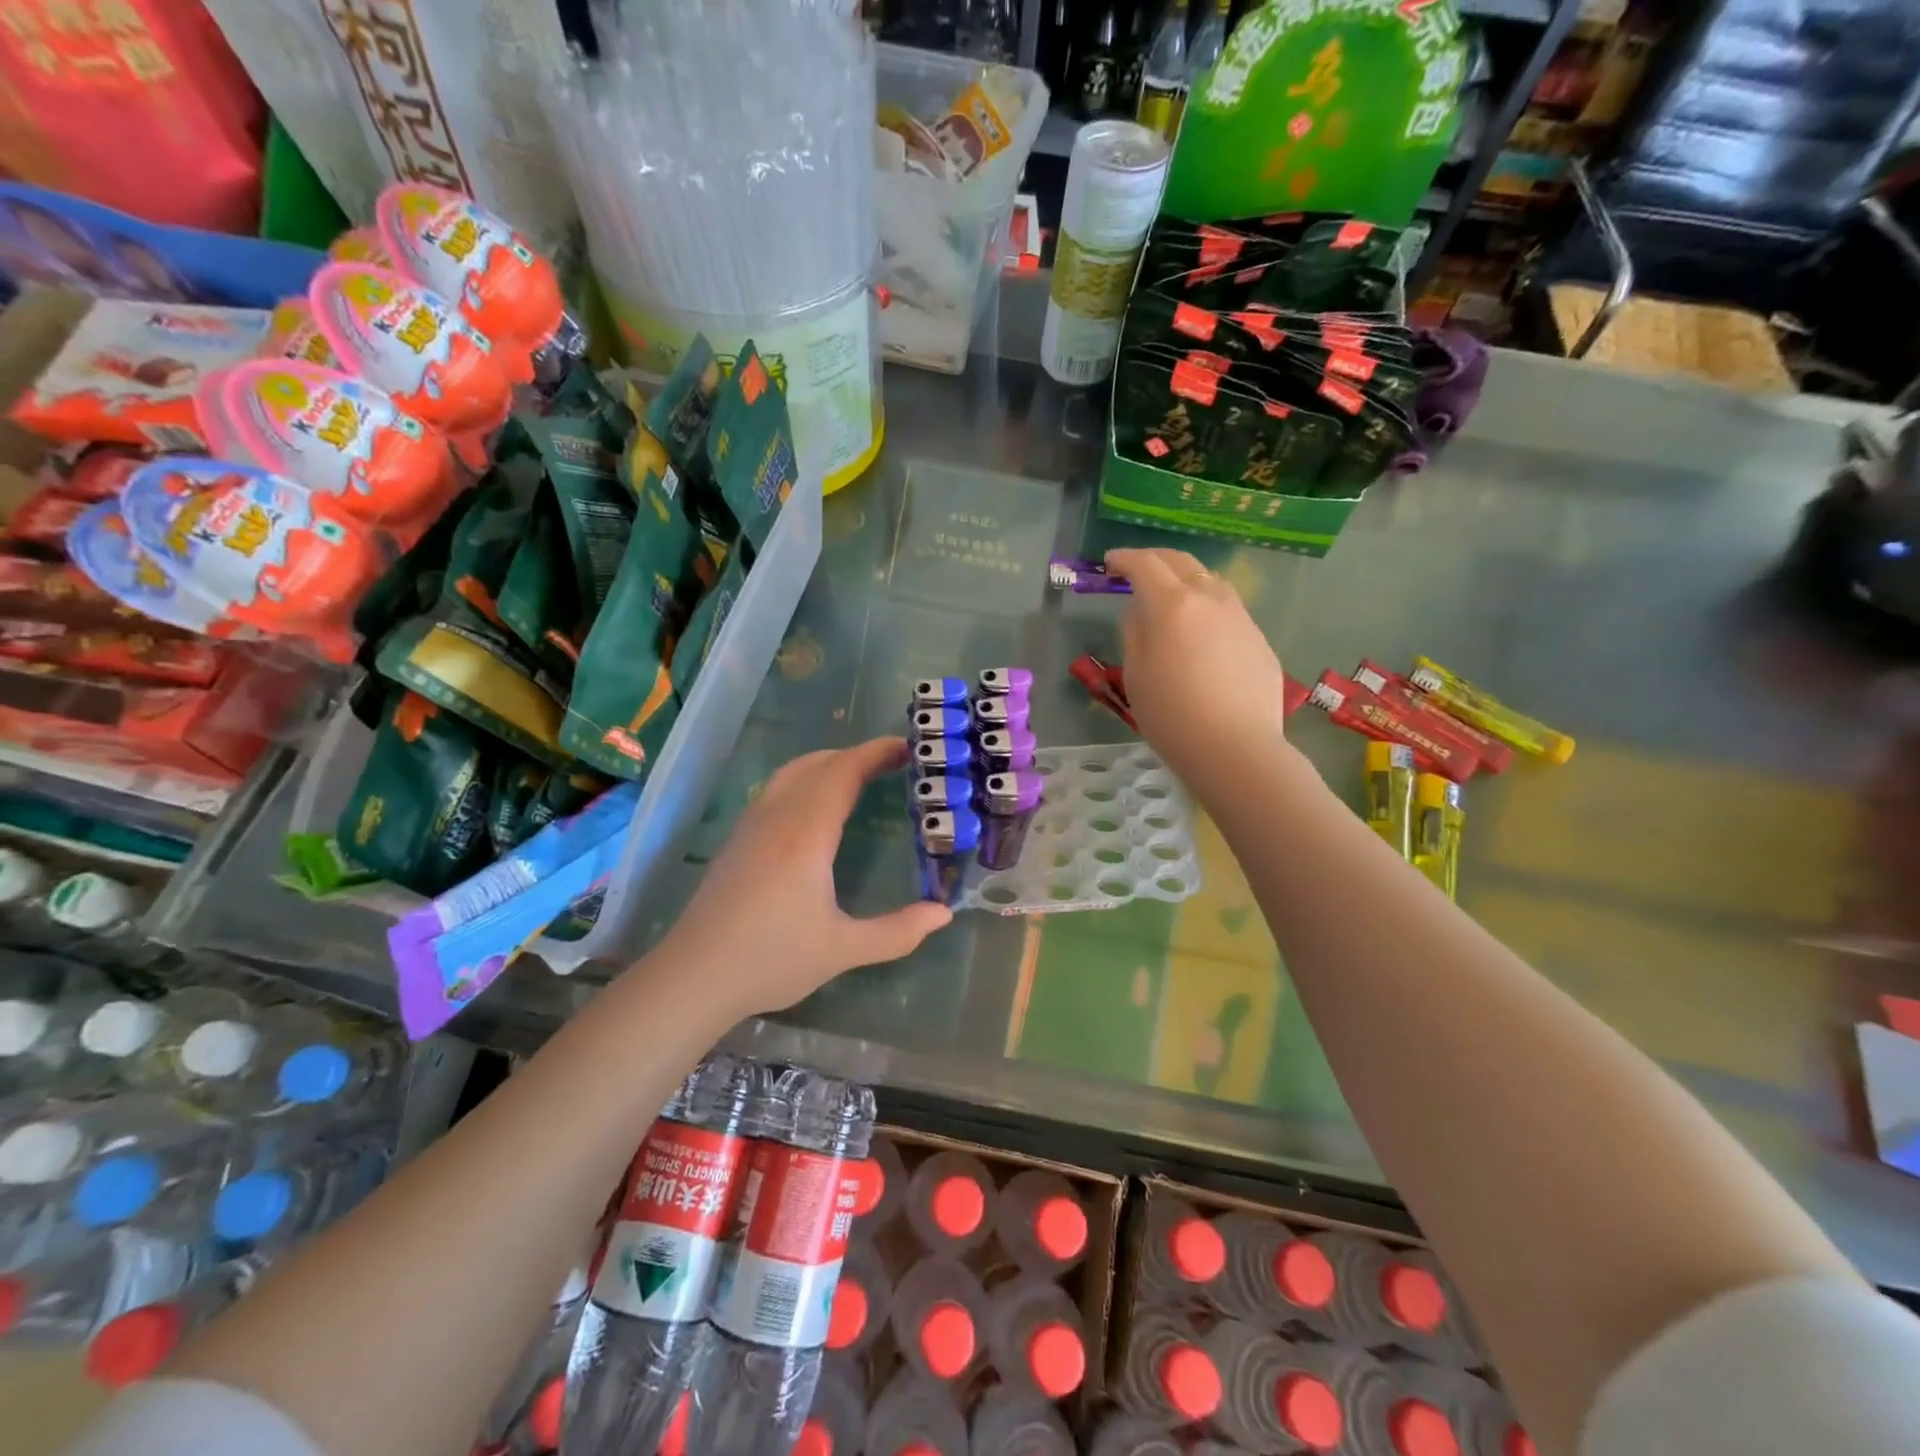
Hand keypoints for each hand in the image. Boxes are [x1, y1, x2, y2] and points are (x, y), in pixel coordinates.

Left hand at [654, 737, 952, 1017]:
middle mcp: (777, 816)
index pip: (844, 772)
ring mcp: (751, 825)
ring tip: (861, 777)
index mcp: (806, 833)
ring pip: (793, 772)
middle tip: (895, 763)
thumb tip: (943, 913)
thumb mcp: (842, 950)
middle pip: (819, 763)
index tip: (908, 747)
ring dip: (829, 764)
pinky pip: (777, 789)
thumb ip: (897, 932)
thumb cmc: (771, 960)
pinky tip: (817, 809)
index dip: (876, 753)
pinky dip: (807, 779)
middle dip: (858, 755)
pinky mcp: (737, 839)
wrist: (693, 977)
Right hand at [1107, 547, 1293, 795]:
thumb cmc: (1171, 715)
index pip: (1144, 564)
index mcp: (1172, 604)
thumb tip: (1141, 610)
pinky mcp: (1258, 638)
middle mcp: (1210, 598)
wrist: (1235, 748)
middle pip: (1180, 561)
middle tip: (1136, 569)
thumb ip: (1135, 631)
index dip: (1123, 559)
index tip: (1109, 563)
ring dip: (1184, 580)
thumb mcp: (1136, 674)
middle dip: (1154, 559)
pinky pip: (1227, 611)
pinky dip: (1206, 608)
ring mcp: (1240, 616)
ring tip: (1170, 597)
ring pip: (1209, 581)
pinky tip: (1200, 634)